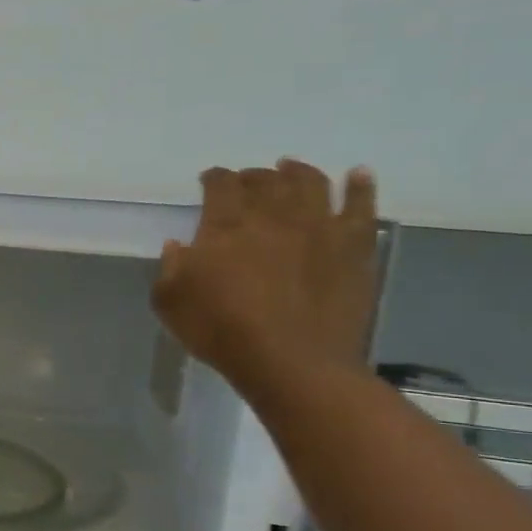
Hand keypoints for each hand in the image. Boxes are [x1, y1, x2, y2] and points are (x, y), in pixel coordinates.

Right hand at [152, 159, 378, 395]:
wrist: (291, 361)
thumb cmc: (220, 331)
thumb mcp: (169, 303)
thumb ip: (169, 268)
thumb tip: (178, 245)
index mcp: (225, 225)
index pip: (220, 184)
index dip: (213, 178)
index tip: (208, 180)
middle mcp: (273, 215)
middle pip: (265, 180)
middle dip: (252, 175)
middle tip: (246, 181)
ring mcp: (319, 227)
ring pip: (311, 182)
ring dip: (298, 171)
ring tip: (291, 168)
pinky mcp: (355, 246)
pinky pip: (362, 205)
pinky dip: (360, 185)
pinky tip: (358, 174)